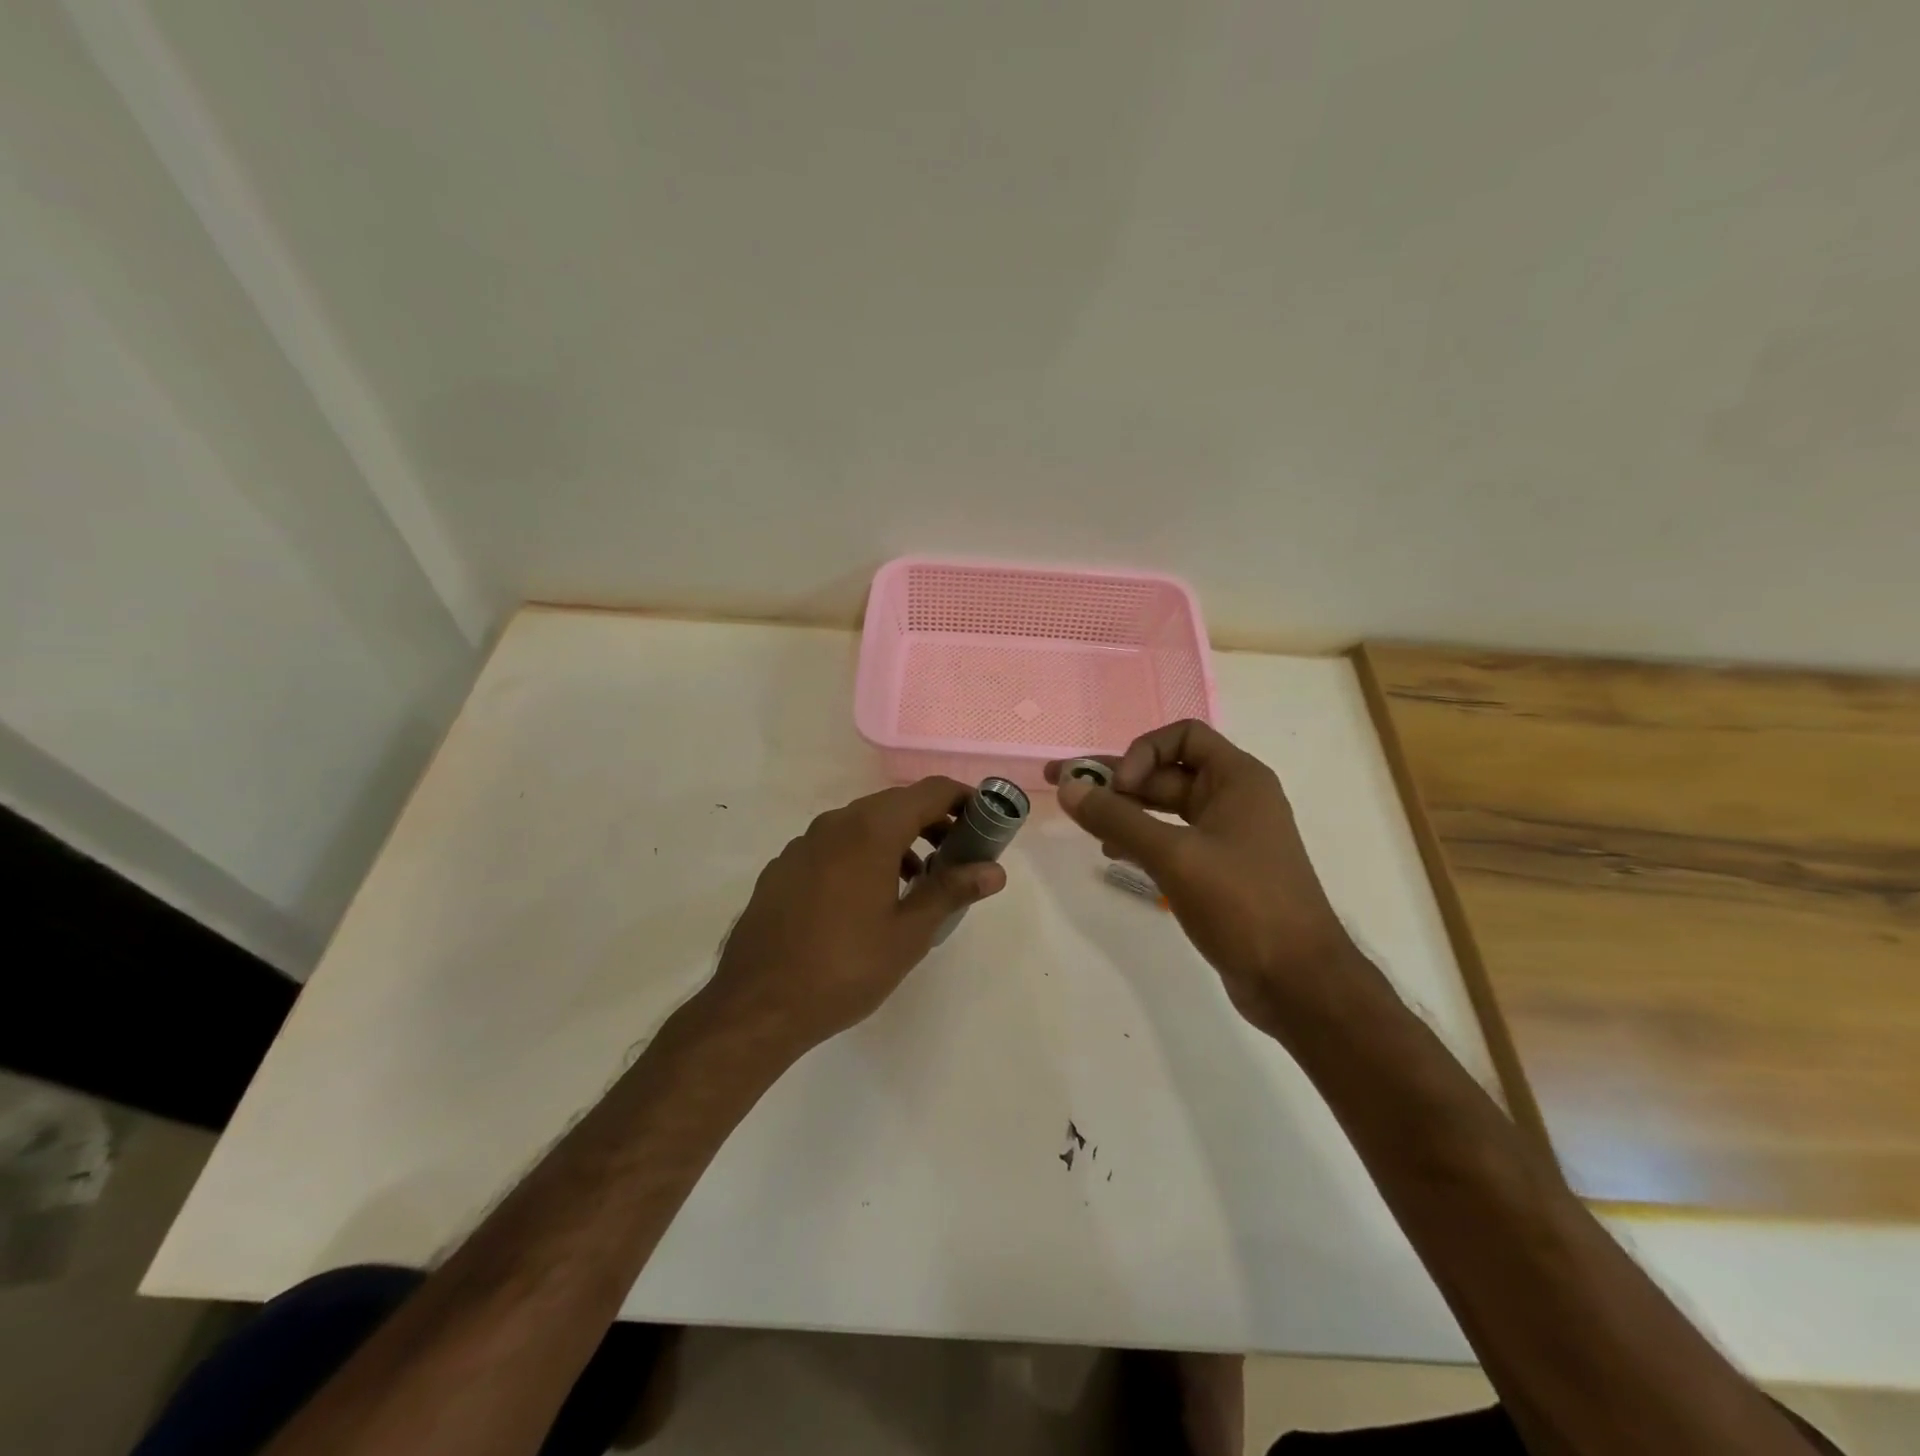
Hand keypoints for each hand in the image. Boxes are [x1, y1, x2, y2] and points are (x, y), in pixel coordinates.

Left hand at [706, 778, 1007, 1050]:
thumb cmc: (845, 967)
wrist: (757, 1005)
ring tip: (917, 880)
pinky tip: (867, 897)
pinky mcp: (783, 866)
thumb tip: (995, 870)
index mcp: (870, 830)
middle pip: (895, 804)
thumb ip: (951, 890)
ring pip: (862, 824)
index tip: (986, 821)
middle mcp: (835, 823)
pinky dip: (863, 854)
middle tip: (958, 854)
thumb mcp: (909, 933)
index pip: (929, 791)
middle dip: (933, 821)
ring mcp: (803, 843)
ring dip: (898, 840)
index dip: (963, 799)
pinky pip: (834, 845)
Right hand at [1046, 720, 1359, 1029]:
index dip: (1142, 753)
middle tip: (1067, 790)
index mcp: (1238, 779)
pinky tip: (1114, 854)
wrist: (1299, 982)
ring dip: (1126, 811)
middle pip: (1168, 771)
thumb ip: (1118, 819)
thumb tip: (1069, 788)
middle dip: (1119, 781)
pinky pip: (1172, 839)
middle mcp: (1235, 798)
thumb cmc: (1243, 905)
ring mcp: (1228, 836)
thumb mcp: (1175, 856)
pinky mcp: (1219, 870)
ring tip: (1087, 828)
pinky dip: (1142, 840)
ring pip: (1166, 808)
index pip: (1183, 736)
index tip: (1117, 788)